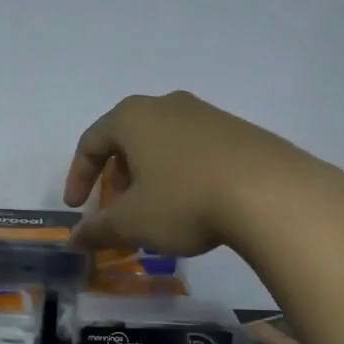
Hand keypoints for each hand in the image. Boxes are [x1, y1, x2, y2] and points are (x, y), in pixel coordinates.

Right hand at [63, 92, 320, 255]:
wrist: (270, 191)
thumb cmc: (184, 199)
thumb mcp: (133, 222)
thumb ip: (98, 229)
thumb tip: (74, 239)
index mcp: (133, 117)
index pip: (91, 142)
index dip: (78, 176)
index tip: (77, 209)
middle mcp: (167, 104)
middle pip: (128, 139)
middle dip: (117, 177)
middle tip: (119, 210)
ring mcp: (206, 114)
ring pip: (163, 143)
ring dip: (151, 176)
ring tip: (158, 211)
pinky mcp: (237, 130)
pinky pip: (195, 149)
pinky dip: (182, 173)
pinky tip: (196, 203)